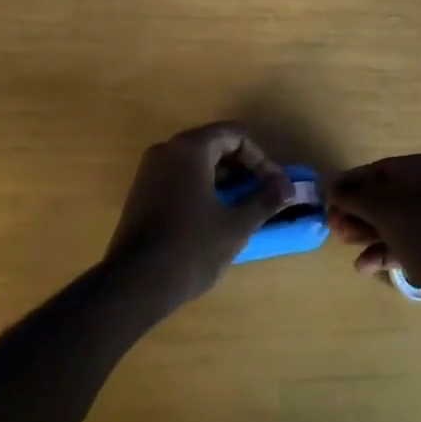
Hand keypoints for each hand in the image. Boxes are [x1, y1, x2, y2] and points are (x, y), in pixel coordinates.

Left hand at [105, 123, 294, 313]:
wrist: (132, 286)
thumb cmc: (190, 249)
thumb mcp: (236, 226)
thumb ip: (265, 200)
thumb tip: (288, 187)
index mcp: (191, 147)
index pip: (236, 135)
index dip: (261, 159)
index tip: (275, 187)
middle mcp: (168, 149)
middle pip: (216, 144)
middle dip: (244, 167)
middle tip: (262, 195)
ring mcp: (150, 169)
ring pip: (198, 161)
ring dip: (224, 178)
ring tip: (243, 207)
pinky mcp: (142, 190)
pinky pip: (180, 176)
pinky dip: (202, 186)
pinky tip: (214, 215)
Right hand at [327, 154, 420, 345]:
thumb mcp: (387, 210)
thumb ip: (356, 196)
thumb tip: (332, 185)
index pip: (383, 169)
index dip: (353, 182)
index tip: (329, 198)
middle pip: (389, 196)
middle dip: (359, 211)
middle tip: (334, 226)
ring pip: (396, 222)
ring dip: (368, 232)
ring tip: (345, 244)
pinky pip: (408, 245)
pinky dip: (386, 252)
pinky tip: (365, 267)